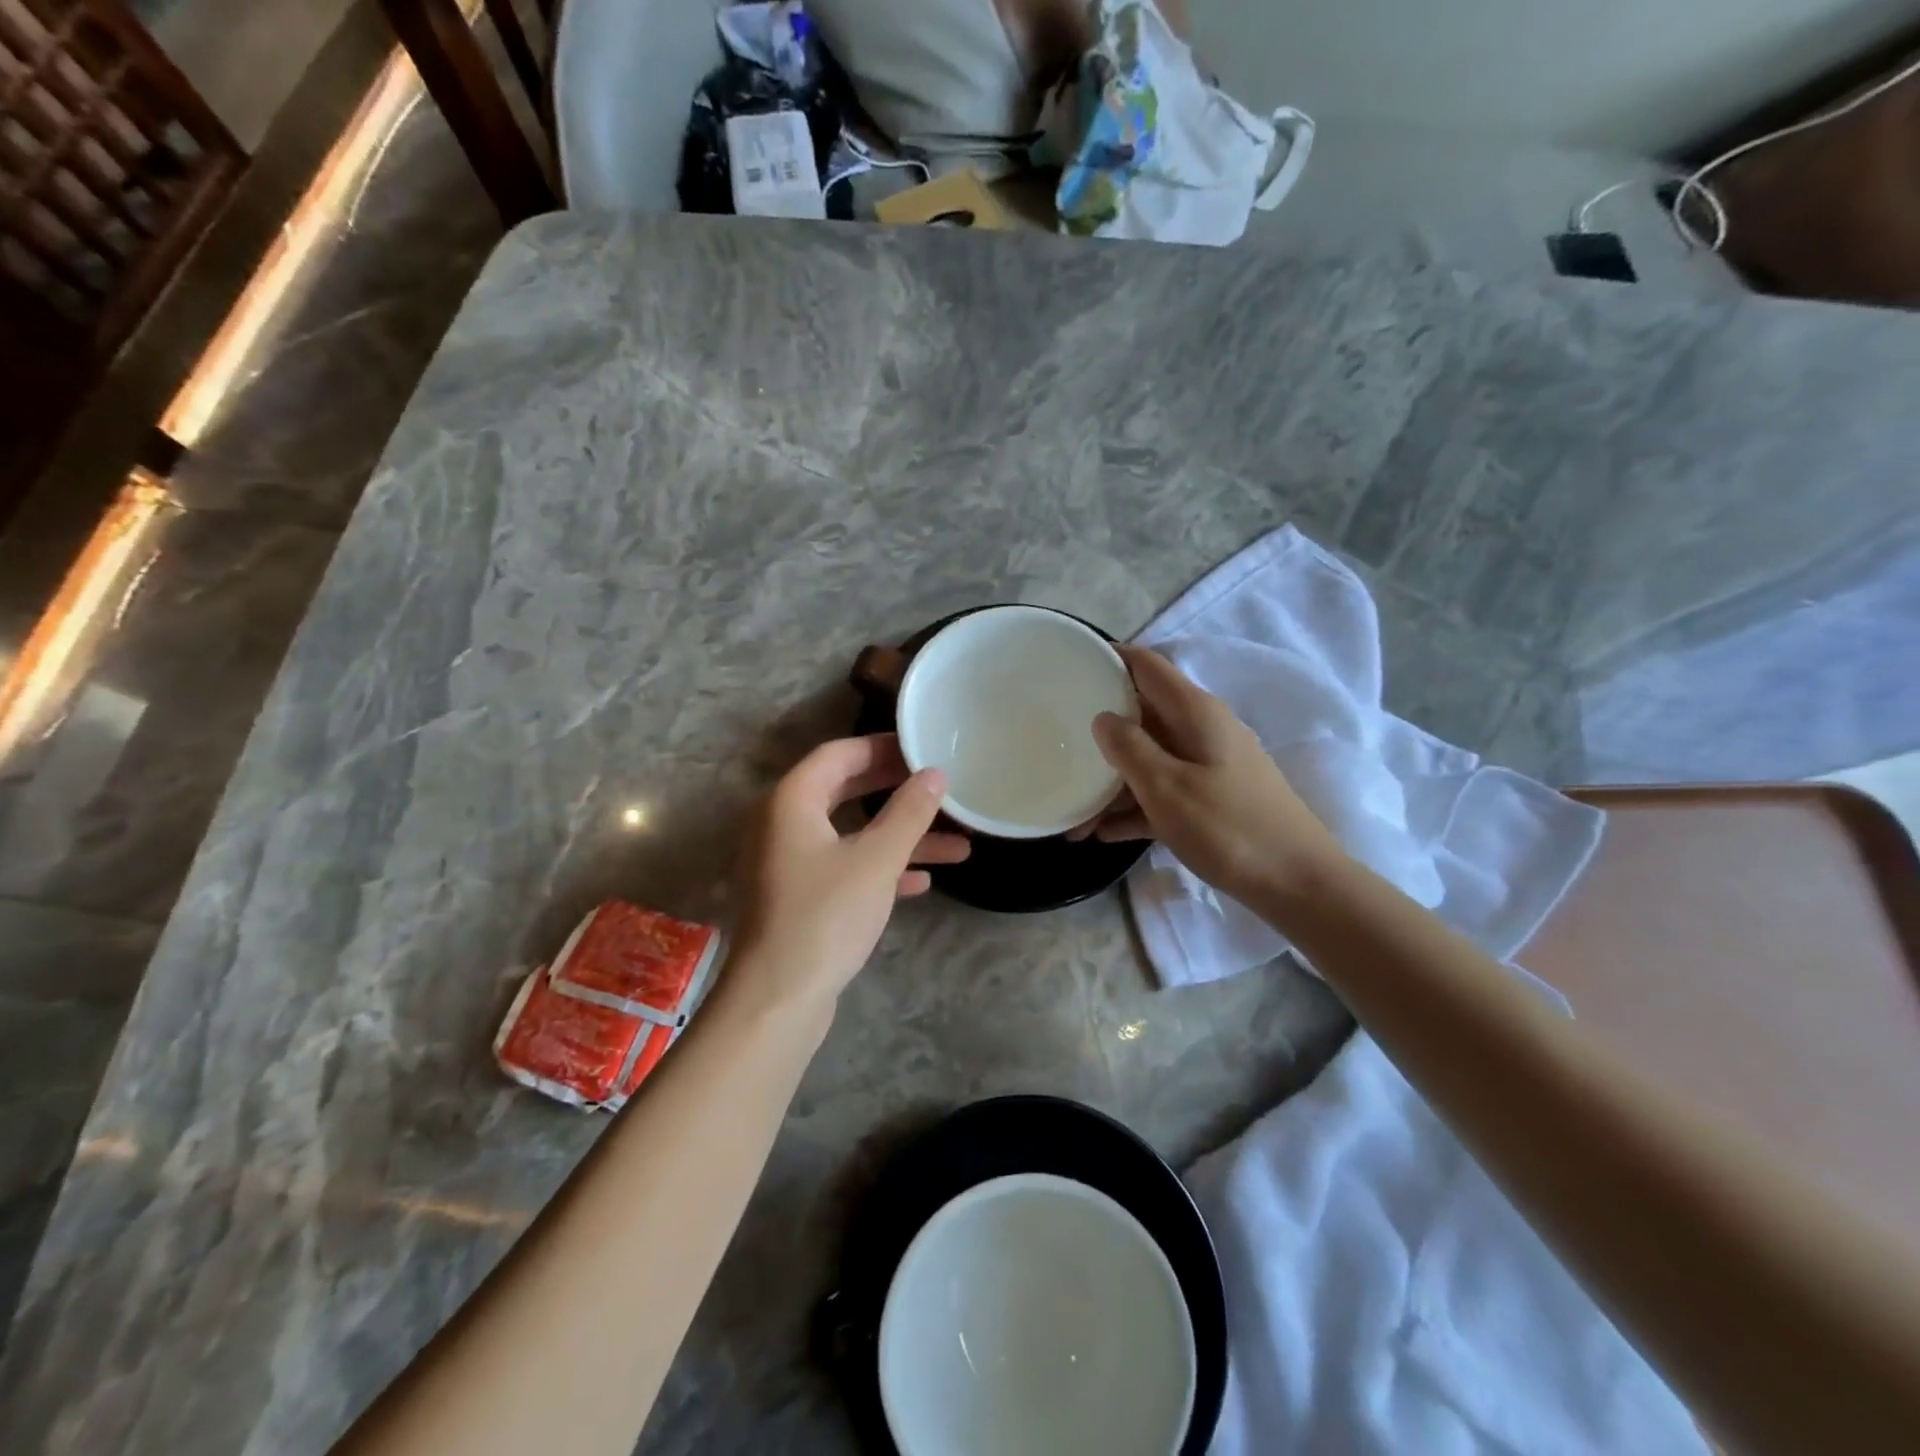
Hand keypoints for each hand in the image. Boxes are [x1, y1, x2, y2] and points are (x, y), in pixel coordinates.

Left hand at [728, 735, 969, 1017]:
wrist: (777, 1000)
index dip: (883, 748)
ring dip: (900, 837)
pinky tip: (922, 882)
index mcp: (792, 801)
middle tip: (940, 787)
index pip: (840, 754)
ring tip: (957, 843)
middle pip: (846, 791)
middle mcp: (783, 824)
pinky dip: (880, 868)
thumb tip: (935, 774)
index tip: (924, 749)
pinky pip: (844, 867)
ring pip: (851, 835)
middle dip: (897, 791)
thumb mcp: (876, 859)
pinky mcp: (799, 897)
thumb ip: (908, 812)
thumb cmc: (825, 916)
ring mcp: (789, 863)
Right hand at [1074, 645, 1343, 906]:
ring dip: (1112, 779)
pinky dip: (1135, 806)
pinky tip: (1102, 833)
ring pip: (1149, 758)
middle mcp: (1202, 729)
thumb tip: (1103, 718)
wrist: (1298, 884)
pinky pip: (1163, 791)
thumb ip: (1129, 748)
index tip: (1069, 666)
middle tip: (1057, 740)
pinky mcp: (1212, 799)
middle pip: (1142, 713)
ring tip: (1071, 810)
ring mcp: (1209, 765)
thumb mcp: (1167, 787)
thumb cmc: (1229, 828)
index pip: (1146, 666)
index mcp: (1194, 712)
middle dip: (1101, 728)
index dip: (1109, 659)